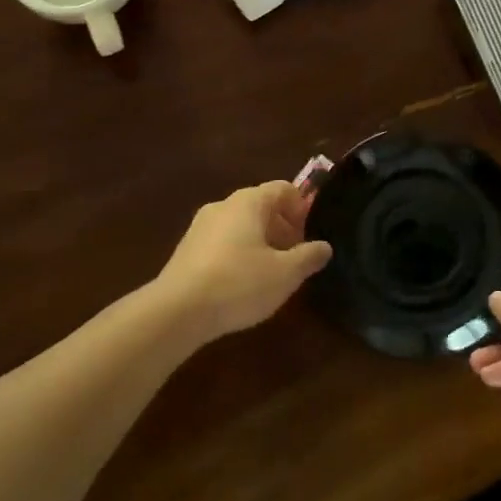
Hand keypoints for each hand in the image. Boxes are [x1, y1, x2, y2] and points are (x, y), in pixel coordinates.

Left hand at [154, 181, 331, 341]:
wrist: (176, 311)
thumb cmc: (239, 283)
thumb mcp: (285, 274)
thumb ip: (309, 257)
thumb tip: (324, 247)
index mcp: (249, 201)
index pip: (284, 189)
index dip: (302, 208)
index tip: (310, 235)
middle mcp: (224, 205)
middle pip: (262, 207)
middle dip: (283, 229)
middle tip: (295, 258)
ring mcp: (200, 226)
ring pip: (241, 225)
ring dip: (261, 243)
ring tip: (271, 275)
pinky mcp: (187, 250)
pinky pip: (222, 242)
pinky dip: (239, 254)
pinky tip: (242, 285)